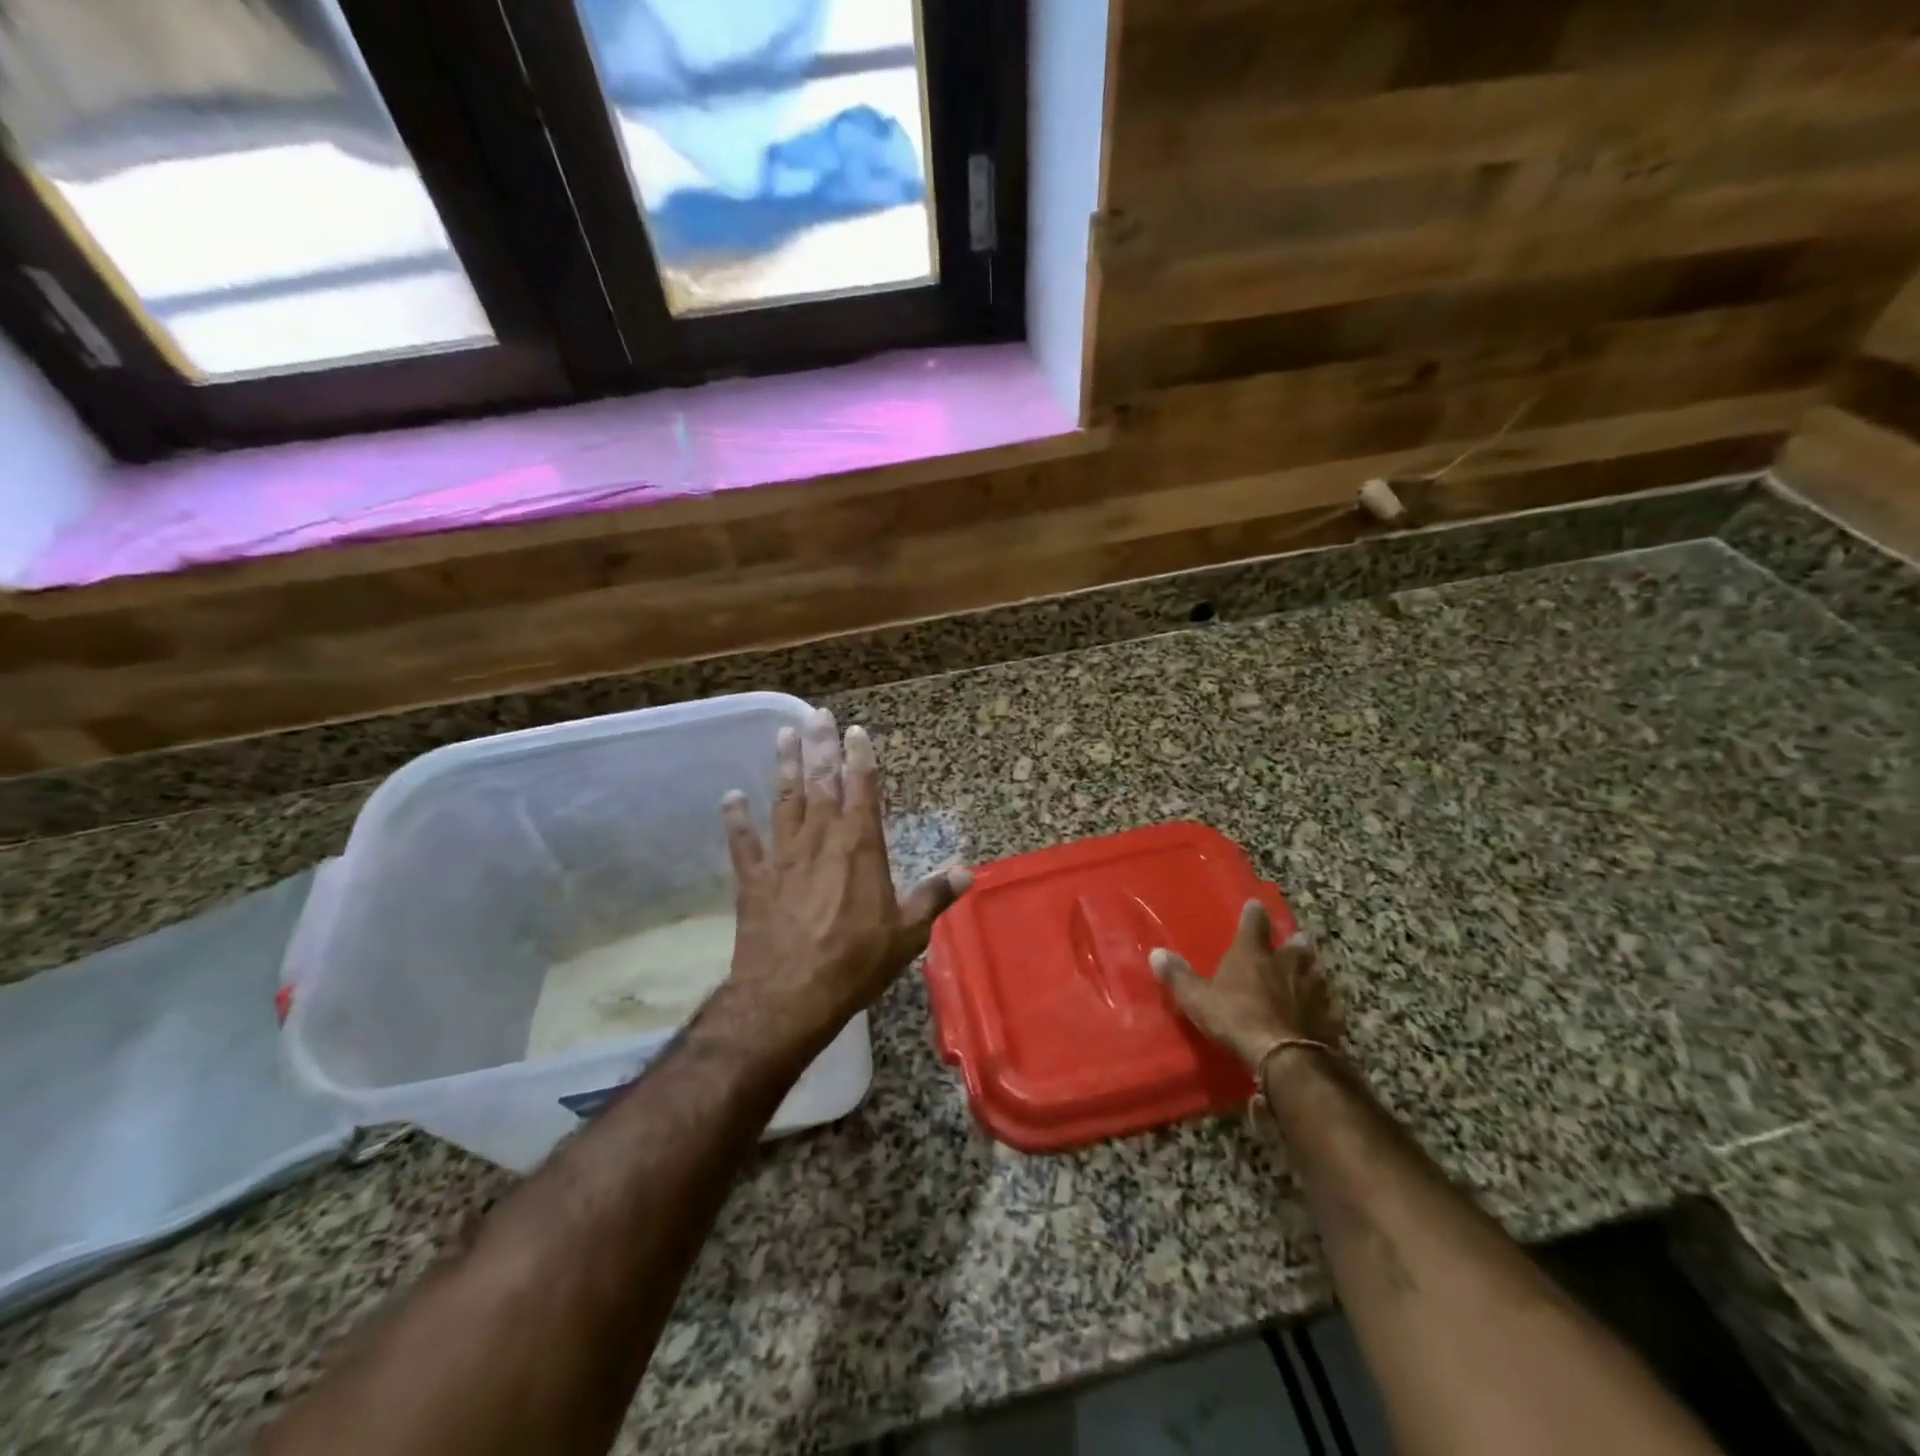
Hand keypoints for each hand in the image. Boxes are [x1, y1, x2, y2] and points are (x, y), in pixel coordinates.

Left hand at [719, 707, 970, 1058]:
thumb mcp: (907, 934)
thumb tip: (968, 871)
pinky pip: (743, 842)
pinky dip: (737, 819)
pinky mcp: (754, 879)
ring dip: (783, 767)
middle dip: (820, 747)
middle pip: (821, 784)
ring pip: (784, 801)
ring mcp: (783, 857)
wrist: (789, 996)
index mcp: (860, 848)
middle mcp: (821, 841)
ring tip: (783, 735)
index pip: (863, 791)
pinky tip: (731, 797)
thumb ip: (934, 897)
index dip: (860, 759)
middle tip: (816, 715)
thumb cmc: (855, 963)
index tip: (855, 731)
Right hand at [1150, 902, 1342, 1069]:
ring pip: (1317, 972)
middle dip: (1296, 941)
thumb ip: (1178, 976)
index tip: (1256, 904)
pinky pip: (1331, 1006)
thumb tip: (1156, 953)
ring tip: (1314, 970)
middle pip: (1296, 946)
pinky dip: (1328, 1005)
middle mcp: (1286, 965)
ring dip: (1314, 970)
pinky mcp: (1329, 1018)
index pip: (1253, 924)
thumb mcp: (1197, 998)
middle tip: (1299, 937)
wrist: (1283, 1054)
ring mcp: (1312, 990)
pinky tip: (1328, 1009)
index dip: (1253, 913)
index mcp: (1253, 954)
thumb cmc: (1235, 1017)